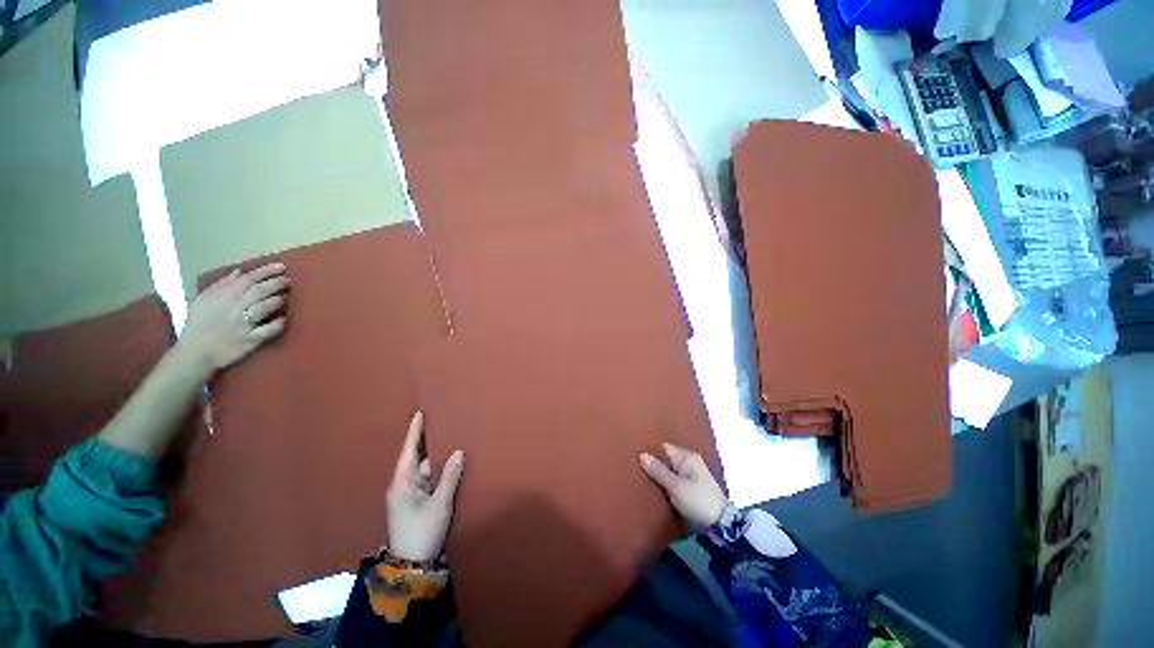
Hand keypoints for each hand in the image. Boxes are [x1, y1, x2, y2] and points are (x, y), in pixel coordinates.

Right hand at [178, 263, 289, 372]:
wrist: (195, 352)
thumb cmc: (201, 323)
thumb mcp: (205, 300)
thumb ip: (223, 285)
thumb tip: (240, 271)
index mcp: (223, 297)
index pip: (247, 280)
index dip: (265, 272)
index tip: (281, 267)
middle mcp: (233, 309)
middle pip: (257, 292)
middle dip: (274, 283)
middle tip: (287, 279)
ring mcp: (242, 325)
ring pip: (262, 309)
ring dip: (275, 301)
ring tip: (285, 296)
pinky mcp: (249, 340)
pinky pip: (266, 331)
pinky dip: (276, 325)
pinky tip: (284, 319)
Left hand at [387, 412, 465, 561]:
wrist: (412, 565)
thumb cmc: (422, 531)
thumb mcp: (439, 503)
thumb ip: (450, 476)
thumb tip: (458, 452)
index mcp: (402, 483)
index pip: (409, 450)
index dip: (414, 432)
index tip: (420, 413)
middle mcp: (404, 485)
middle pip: (417, 458)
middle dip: (429, 442)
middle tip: (443, 422)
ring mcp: (410, 494)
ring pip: (425, 469)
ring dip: (437, 457)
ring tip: (451, 438)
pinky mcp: (417, 502)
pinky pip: (429, 480)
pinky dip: (439, 471)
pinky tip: (450, 463)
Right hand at [640, 443, 727, 528]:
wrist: (721, 525)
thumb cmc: (697, 501)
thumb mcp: (675, 486)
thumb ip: (658, 470)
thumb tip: (642, 455)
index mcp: (687, 457)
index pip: (664, 448)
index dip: (650, 451)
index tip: (635, 455)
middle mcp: (690, 461)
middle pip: (666, 459)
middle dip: (654, 463)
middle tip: (635, 467)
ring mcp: (692, 474)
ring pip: (670, 470)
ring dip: (660, 474)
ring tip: (641, 477)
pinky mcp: (692, 487)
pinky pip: (675, 479)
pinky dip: (666, 482)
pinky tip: (656, 487)